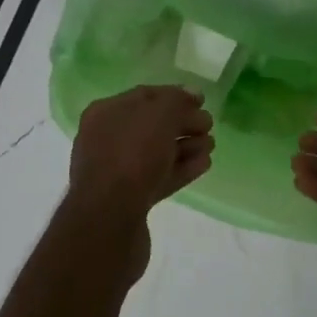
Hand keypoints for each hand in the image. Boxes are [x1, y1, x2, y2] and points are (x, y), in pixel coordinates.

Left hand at [68, 85, 214, 220]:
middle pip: (152, 125)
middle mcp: (107, 139)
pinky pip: (160, 177)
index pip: (145, 96)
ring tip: (211, 145)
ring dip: (185, 146)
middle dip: (182, 123)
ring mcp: (117, 172)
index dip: (175, 96)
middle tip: (209, 125)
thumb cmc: (131, 156)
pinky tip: (203, 164)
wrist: (108, 220)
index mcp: (105, 113)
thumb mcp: (158, 116)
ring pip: (157, 153)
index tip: (203, 101)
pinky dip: (181, 169)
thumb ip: (177, 101)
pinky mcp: (131, 200)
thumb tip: (192, 96)